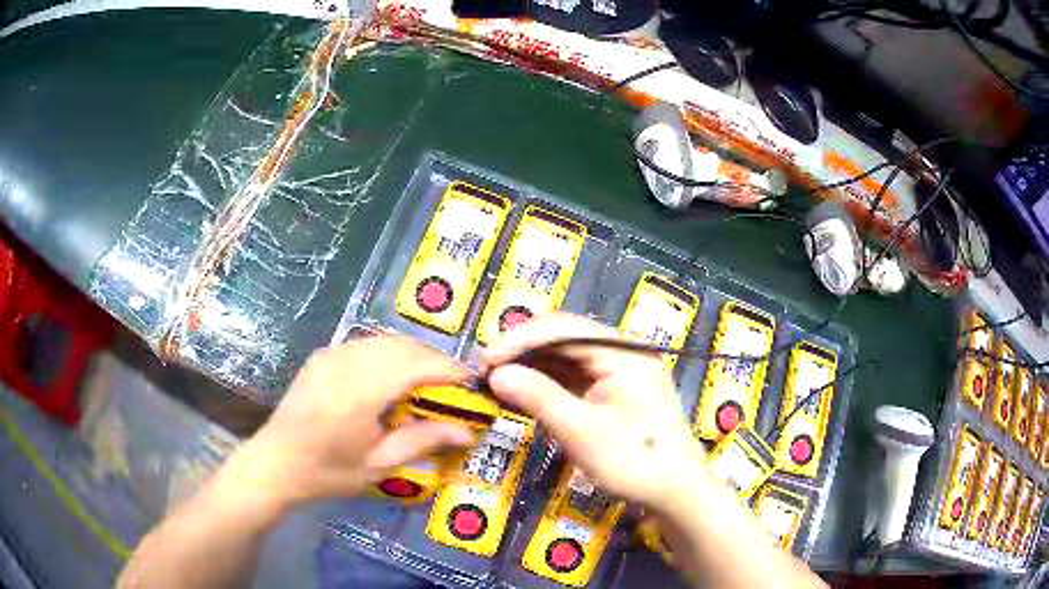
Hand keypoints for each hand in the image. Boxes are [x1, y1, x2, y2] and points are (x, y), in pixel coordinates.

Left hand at [221, 336, 474, 511]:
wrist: (275, 464)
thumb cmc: (328, 471)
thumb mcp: (379, 465)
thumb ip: (423, 441)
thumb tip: (467, 431)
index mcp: (360, 391)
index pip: (415, 364)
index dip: (447, 368)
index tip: (470, 381)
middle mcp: (345, 362)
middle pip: (402, 346)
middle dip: (433, 359)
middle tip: (453, 383)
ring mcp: (330, 355)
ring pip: (383, 340)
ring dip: (412, 354)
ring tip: (429, 379)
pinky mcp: (322, 356)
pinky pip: (364, 344)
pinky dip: (388, 353)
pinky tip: (394, 376)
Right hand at [482, 313, 707, 508]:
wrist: (674, 490)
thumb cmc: (633, 461)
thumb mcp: (581, 432)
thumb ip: (539, 397)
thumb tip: (496, 374)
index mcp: (623, 353)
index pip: (563, 330)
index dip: (520, 340)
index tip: (485, 360)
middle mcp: (623, 352)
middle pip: (565, 338)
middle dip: (523, 351)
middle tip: (486, 370)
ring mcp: (620, 370)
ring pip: (567, 356)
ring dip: (533, 365)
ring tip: (497, 379)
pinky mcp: (614, 388)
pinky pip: (576, 375)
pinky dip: (548, 381)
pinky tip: (524, 389)